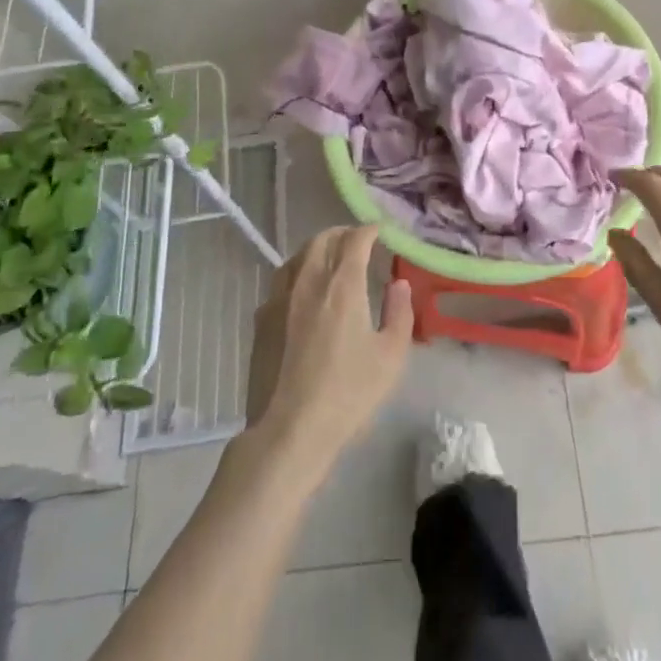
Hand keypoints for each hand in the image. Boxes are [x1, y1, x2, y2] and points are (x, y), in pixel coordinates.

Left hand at [243, 225, 413, 482]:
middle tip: (356, 240)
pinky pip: (281, 280)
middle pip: (322, 239)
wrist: (288, 430)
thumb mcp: (390, 357)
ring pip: (297, 256)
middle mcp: (308, 281)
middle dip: (342, 233)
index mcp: (342, 285)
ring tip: (329, 258)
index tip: (380, 231)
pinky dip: (297, 272)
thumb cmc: (347, 394)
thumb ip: (399, 313)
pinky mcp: (261, 319)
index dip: (369, 230)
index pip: (355, 239)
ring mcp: (280, 298)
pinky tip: (302, 290)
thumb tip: (399, 283)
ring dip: (316, 248)